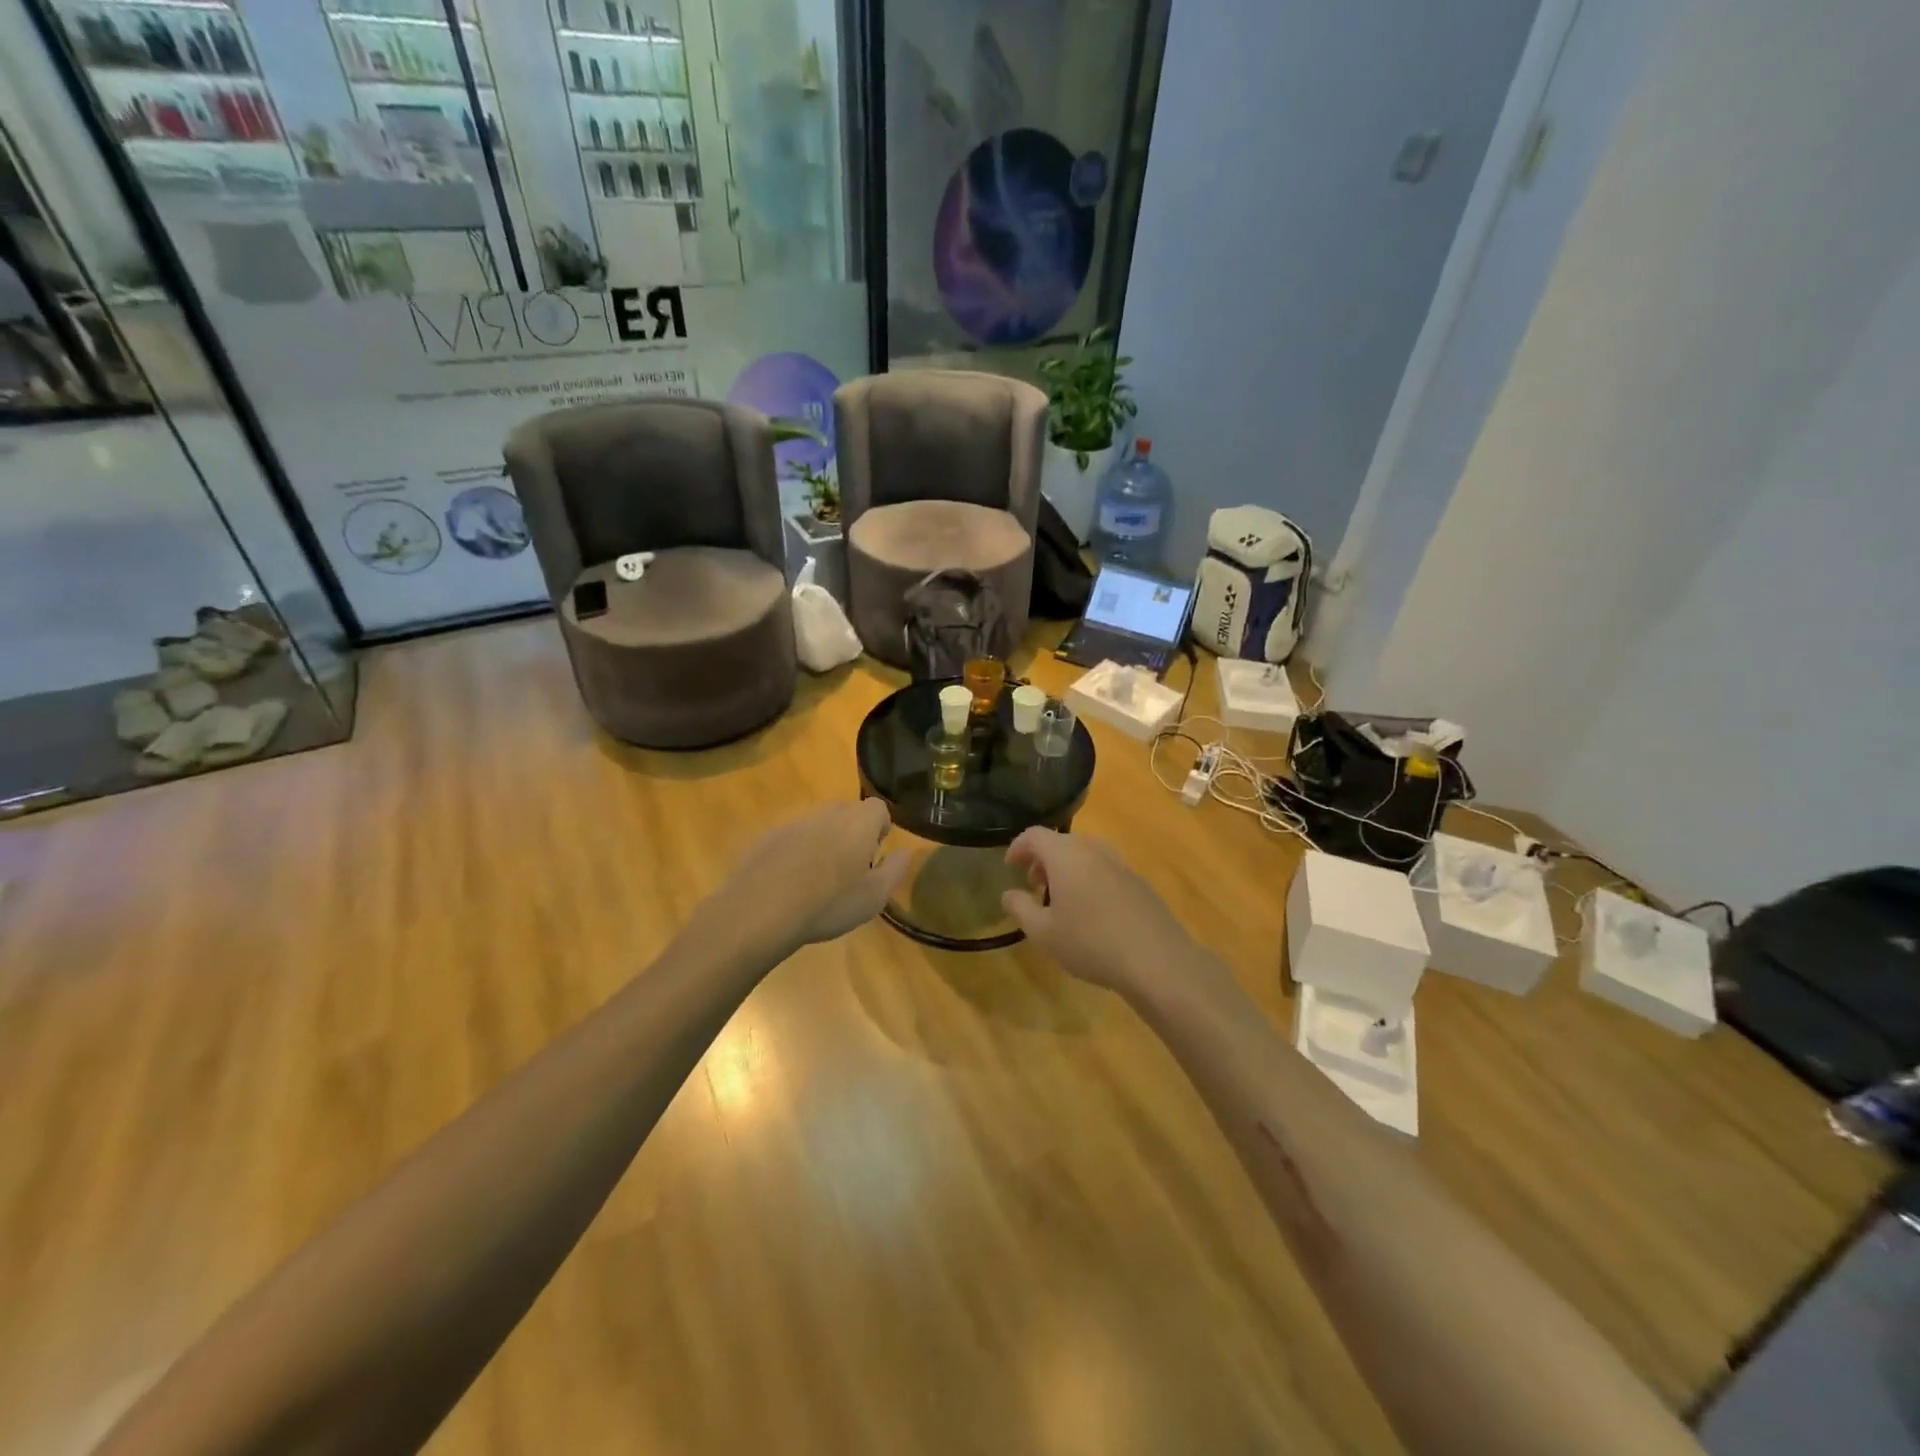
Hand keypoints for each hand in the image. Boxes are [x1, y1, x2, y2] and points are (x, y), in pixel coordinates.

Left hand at [706, 800, 908, 956]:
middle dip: (852, 833)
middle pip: (847, 812)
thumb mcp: (874, 897)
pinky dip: (796, 852)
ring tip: (818, 879)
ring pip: (818, 824)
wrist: (762, 909)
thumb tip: (905, 852)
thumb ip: (895, 870)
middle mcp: (828, 813)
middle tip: (849, 869)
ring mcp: (795, 822)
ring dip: (824, 842)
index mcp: (858, 823)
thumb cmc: (829, 903)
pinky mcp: (768, 836)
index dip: (880, 828)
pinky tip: (791, 883)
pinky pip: (792, 837)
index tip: (875, 855)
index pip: (878, 808)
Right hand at [1000, 828, 1202, 999]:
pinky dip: (1090, 879)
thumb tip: (1008, 894)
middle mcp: (1093, 849)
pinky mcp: (1139, 881)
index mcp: (1066, 854)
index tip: (1010, 866)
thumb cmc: (1089, 942)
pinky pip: (1105, 870)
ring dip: (1068, 870)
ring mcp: (1120, 863)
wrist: (1156, 959)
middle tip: (1035, 886)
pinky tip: (1092, 912)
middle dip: (1043, 860)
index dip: (1018, 847)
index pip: (1034, 835)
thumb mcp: (1042, 932)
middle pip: (1061, 842)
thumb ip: (1019, 908)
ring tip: (1062, 900)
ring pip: (1085, 855)